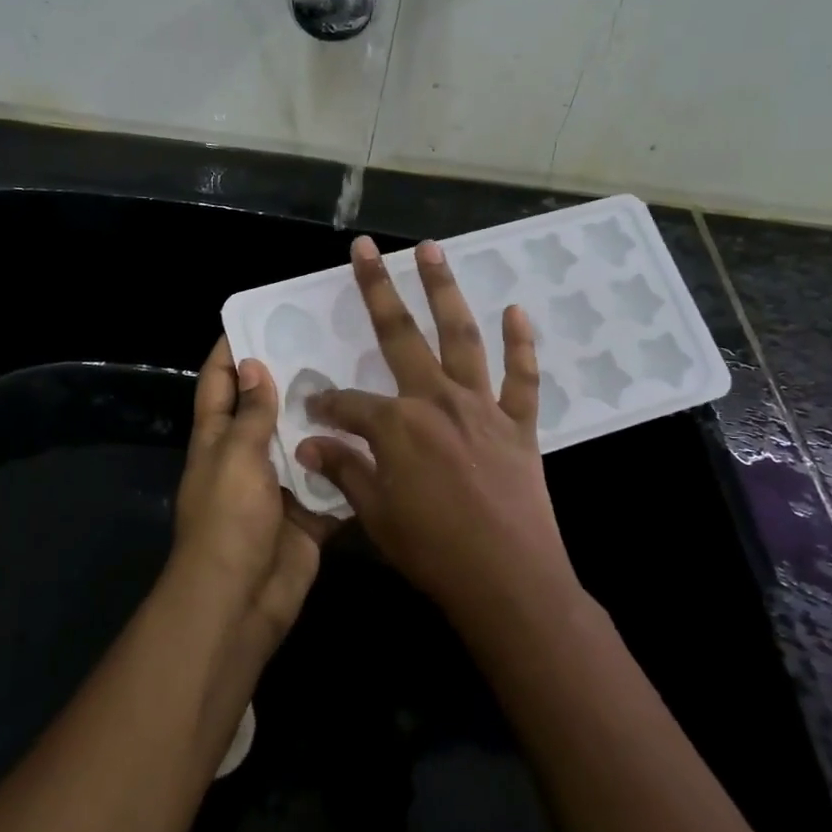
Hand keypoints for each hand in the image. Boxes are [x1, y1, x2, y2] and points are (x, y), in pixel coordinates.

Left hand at [173, 337, 333, 644]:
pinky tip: (380, 436)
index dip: (231, 349)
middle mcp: (247, 456)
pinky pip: (330, 483)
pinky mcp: (308, 513)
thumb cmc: (228, 519)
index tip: (260, 317)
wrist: (242, 599)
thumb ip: (251, 413)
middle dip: (291, 378)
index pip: (218, 382)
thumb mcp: (235, 456)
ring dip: (325, 419)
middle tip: (329, 341)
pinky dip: (348, 467)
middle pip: (267, 408)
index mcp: (218, 437)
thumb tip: (251, 364)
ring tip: (362, 377)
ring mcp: (279, 485)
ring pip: (303, 442)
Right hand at [294, 236, 577, 629]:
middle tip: (365, 249)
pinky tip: (516, 310)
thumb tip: (309, 445)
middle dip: (377, 289)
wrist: (510, 582)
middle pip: (400, 335)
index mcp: (396, 425)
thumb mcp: (376, 515)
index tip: (313, 410)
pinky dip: (521, 344)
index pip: (347, 404)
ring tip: (431, 250)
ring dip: (444, 291)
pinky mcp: (518, 424)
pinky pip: (522, 377)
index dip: (326, 406)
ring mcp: (481, 407)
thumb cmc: (434, 551)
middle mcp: (436, 400)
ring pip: (461, 336)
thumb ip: (344, 470)